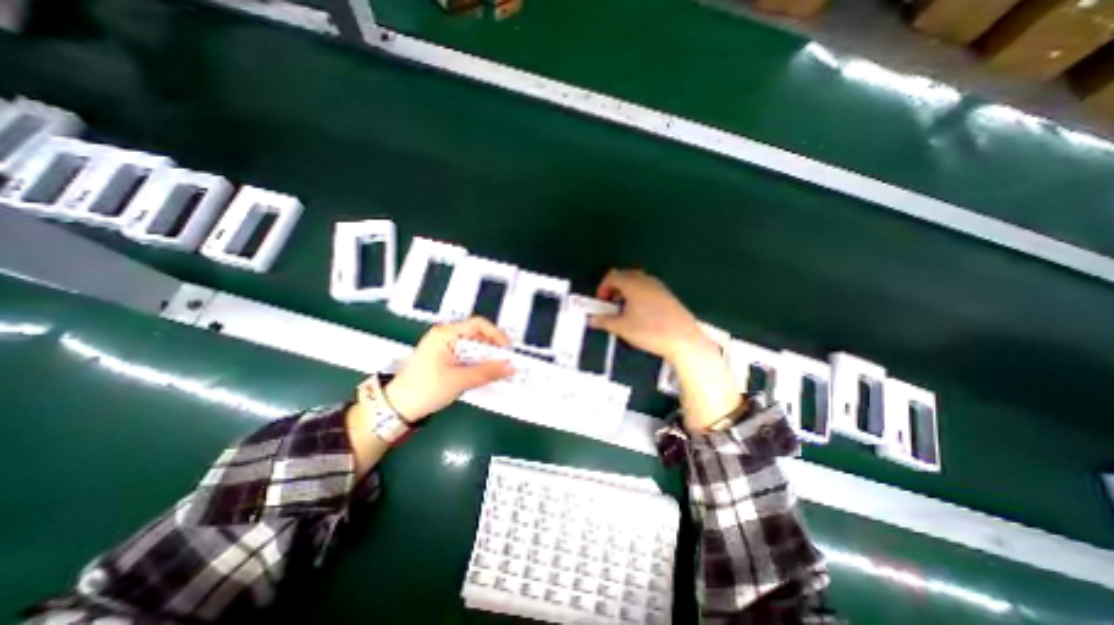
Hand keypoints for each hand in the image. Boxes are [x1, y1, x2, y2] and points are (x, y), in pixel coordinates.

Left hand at [386, 316, 515, 420]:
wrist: (396, 408)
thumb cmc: (424, 389)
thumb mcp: (458, 380)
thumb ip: (486, 372)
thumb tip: (511, 367)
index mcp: (445, 334)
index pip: (478, 324)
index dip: (496, 335)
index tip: (507, 350)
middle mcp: (446, 336)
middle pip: (477, 336)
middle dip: (493, 350)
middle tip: (506, 363)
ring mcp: (445, 348)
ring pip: (473, 348)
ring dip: (486, 359)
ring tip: (498, 371)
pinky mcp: (445, 359)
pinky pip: (467, 357)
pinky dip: (478, 365)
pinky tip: (485, 375)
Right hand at [587, 265, 707, 362]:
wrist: (683, 339)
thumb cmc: (649, 330)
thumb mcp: (622, 327)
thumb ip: (604, 321)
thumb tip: (592, 320)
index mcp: (633, 284)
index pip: (612, 276)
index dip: (603, 287)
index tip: (601, 301)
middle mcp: (646, 281)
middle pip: (625, 276)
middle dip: (614, 288)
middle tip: (611, 304)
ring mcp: (659, 287)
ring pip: (638, 282)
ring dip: (627, 292)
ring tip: (625, 310)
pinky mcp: (668, 296)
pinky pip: (649, 289)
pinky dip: (639, 295)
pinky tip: (641, 314)